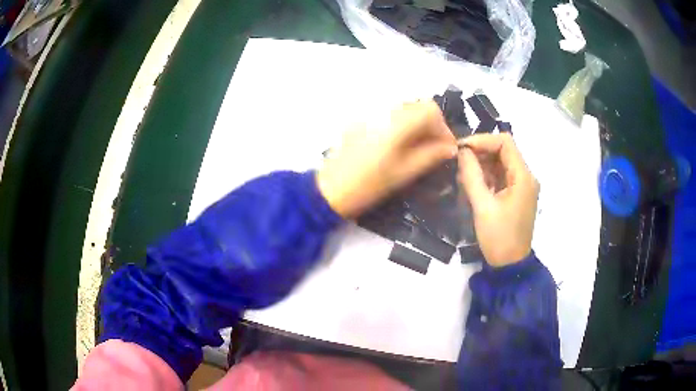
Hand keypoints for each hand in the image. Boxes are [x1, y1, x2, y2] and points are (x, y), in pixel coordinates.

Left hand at [317, 100, 456, 218]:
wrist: (329, 190)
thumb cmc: (368, 185)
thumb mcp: (404, 173)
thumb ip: (430, 156)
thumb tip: (451, 148)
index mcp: (397, 123)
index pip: (431, 110)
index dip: (443, 128)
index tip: (447, 148)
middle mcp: (385, 112)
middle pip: (419, 106)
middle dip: (432, 125)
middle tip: (435, 149)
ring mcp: (371, 115)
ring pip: (405, 110)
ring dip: (418, 125)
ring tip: (419, 149)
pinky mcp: (362, 122)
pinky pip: (390, 116)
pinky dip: (403, 126)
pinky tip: (400, 146)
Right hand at [458, 133, 538, 266]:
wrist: (509, 265)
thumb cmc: (499, 237)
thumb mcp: (482, 206)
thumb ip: (472, 175)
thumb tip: (462, 151)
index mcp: (523, 177)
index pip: (505, 142)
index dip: (482, 140)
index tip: (461, 147)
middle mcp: (525, 177)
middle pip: (503, 151)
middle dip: (480, 152)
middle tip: (458, 160)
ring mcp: (521, 186)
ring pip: (500, 163)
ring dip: (481, 164)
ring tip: (462, 173)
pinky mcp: (515, 195)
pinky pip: (500, 177)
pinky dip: (486, 176)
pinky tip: (471, 183)